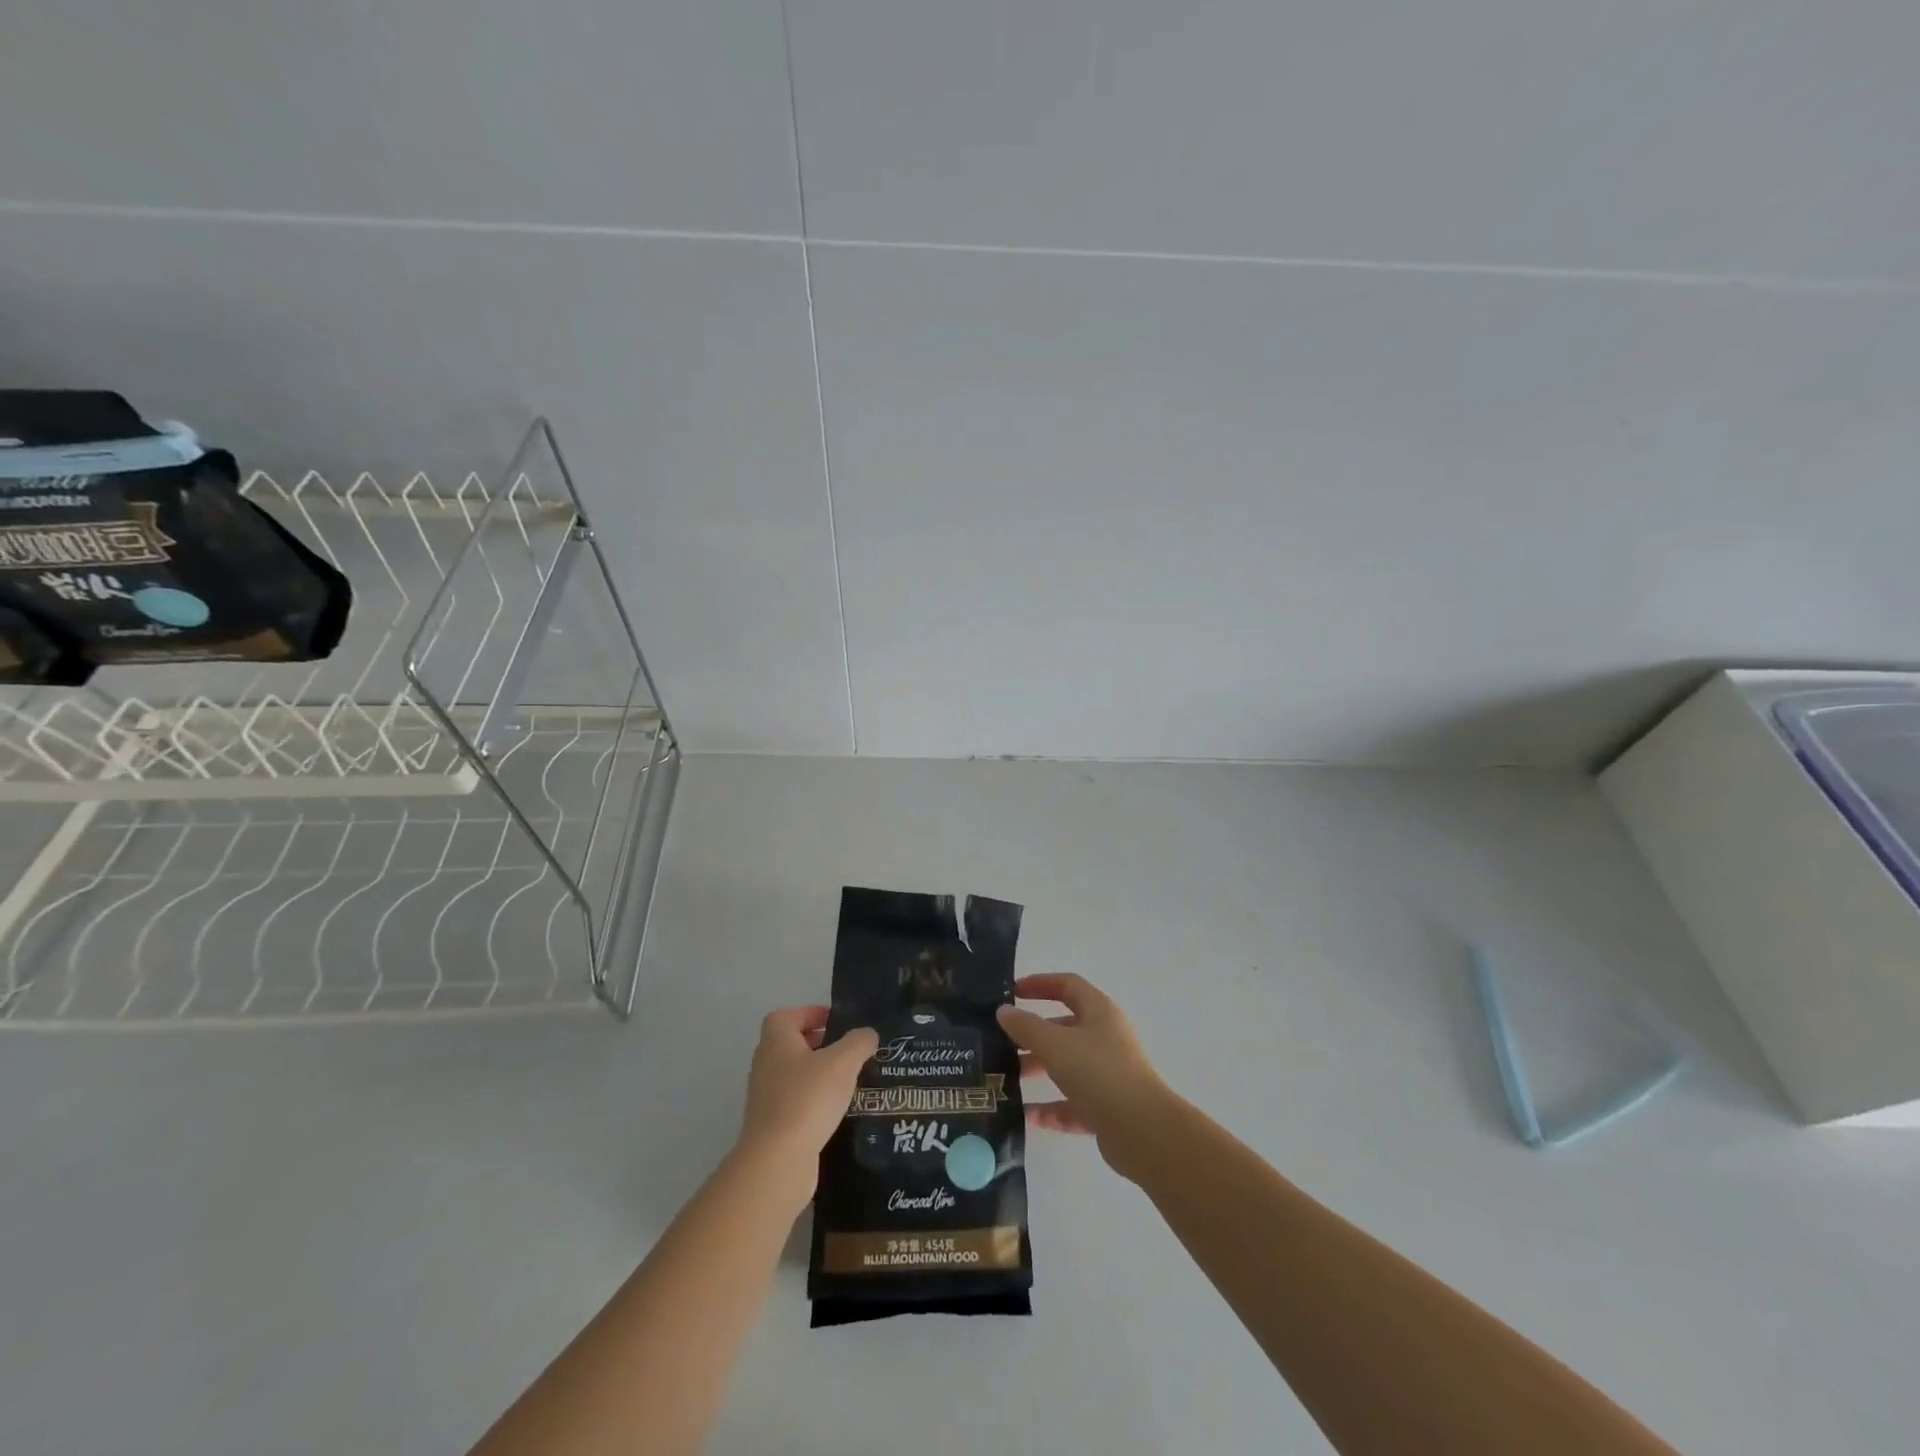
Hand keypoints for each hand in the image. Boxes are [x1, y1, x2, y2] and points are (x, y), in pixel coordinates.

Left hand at [734, 1008, 876, 1203]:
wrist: (777, 1162)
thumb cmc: (807, 1099)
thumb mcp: (842, 1062)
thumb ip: (858, 1042)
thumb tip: (867, 1034)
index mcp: (776, 1041)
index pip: (786, 1016)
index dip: (810, 1013)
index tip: (836, 1021)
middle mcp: (765, 1065)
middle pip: (790, 1044)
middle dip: (818, 1044)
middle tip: (848, 1050)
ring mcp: (766, 1097)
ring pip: (794, 1075)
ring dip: (818, 1074)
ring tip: (849, 1080)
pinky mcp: (772, 1126)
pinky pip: (796, 1102)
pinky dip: (814, 1101)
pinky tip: (837, 1111)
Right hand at [998, 974, 1172, 1178]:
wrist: (1142, 1131)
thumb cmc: (1098, 1072)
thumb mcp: (1055, 1044)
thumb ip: (1026, 1026)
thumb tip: (1004, 1010)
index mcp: (1099, 1012)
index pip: (1067, 985)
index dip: (1040, 983)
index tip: (1012, 992)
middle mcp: (1106, 1038)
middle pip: (1065, 1027)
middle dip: (1033, 1034)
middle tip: (1003, 1042)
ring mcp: (1109, 1073)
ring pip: (1068, 1065)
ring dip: (1039, 1070)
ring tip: (1007, 1080)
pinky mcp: (1109, 1107)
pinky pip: (1075, 1102)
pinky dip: (1053, 1107)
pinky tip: (1029, 1117)